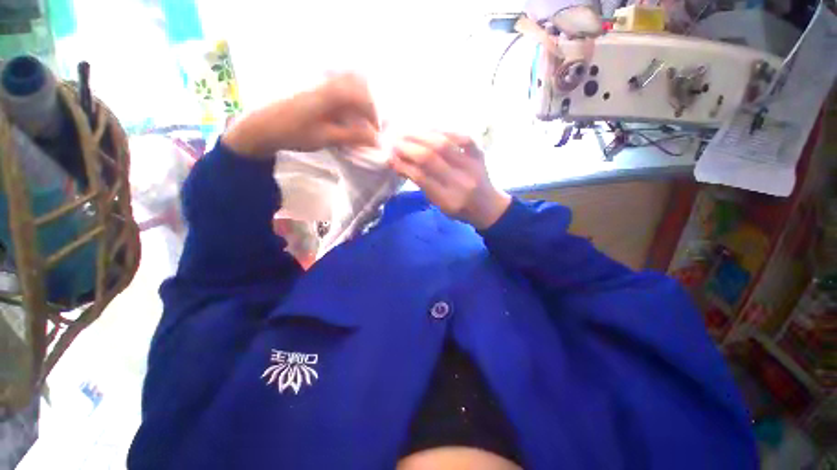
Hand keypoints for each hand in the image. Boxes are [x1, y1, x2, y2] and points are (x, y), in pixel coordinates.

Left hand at [223, 73, 378, 156]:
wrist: (263, 127)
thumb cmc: (294, 133)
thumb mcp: (326, 138)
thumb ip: (352, 136)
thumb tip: (376, 139)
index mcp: (330, 94)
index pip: (362, 97)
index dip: (373, 114)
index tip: (376, 132)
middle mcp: (327, 83)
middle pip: (358, 84)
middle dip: (368, 105)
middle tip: (369, 125)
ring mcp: (320, 84)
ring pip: (349, 84)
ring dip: (359, 101)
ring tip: (359, 121)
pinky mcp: (315, 89)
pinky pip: (338, 88)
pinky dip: (348, 100)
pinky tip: (345, 116)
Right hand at [390, 132, 510, 229]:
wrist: (488, 207)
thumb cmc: (460, 210)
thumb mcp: (439, 204)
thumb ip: (422, 185)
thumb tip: (399, 163)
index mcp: (449, 200)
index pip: (421, 177)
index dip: (403, 164)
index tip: (390, 156)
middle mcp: (461, 182)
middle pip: (430, 158)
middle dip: (408, 147)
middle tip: (394, 141)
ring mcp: (472, 166)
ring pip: (443, 143)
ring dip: (421, 134)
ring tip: (406, 131)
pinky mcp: (480, 154)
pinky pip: (461, 136)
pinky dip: (443, 129)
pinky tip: (429, 128)